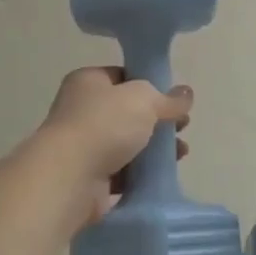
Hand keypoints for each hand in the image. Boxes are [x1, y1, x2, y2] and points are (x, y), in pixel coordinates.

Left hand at [34, 67, 191, 228]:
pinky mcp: (89, 177)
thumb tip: (186, 94)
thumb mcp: (144, 100)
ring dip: (154, 149)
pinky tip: (162, 175)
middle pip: (128, 112)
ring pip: (127, 143)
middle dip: (157, 120)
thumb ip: (168, 98)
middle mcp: (81, 110)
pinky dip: (141, 173)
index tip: (173, 99)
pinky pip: (122, 172)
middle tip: (182, 127)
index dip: (150, 85)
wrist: (69, 178)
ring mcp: (83, 145)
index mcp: (88, 81)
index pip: (123, 76)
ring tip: (180, 153)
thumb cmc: (104, 125)